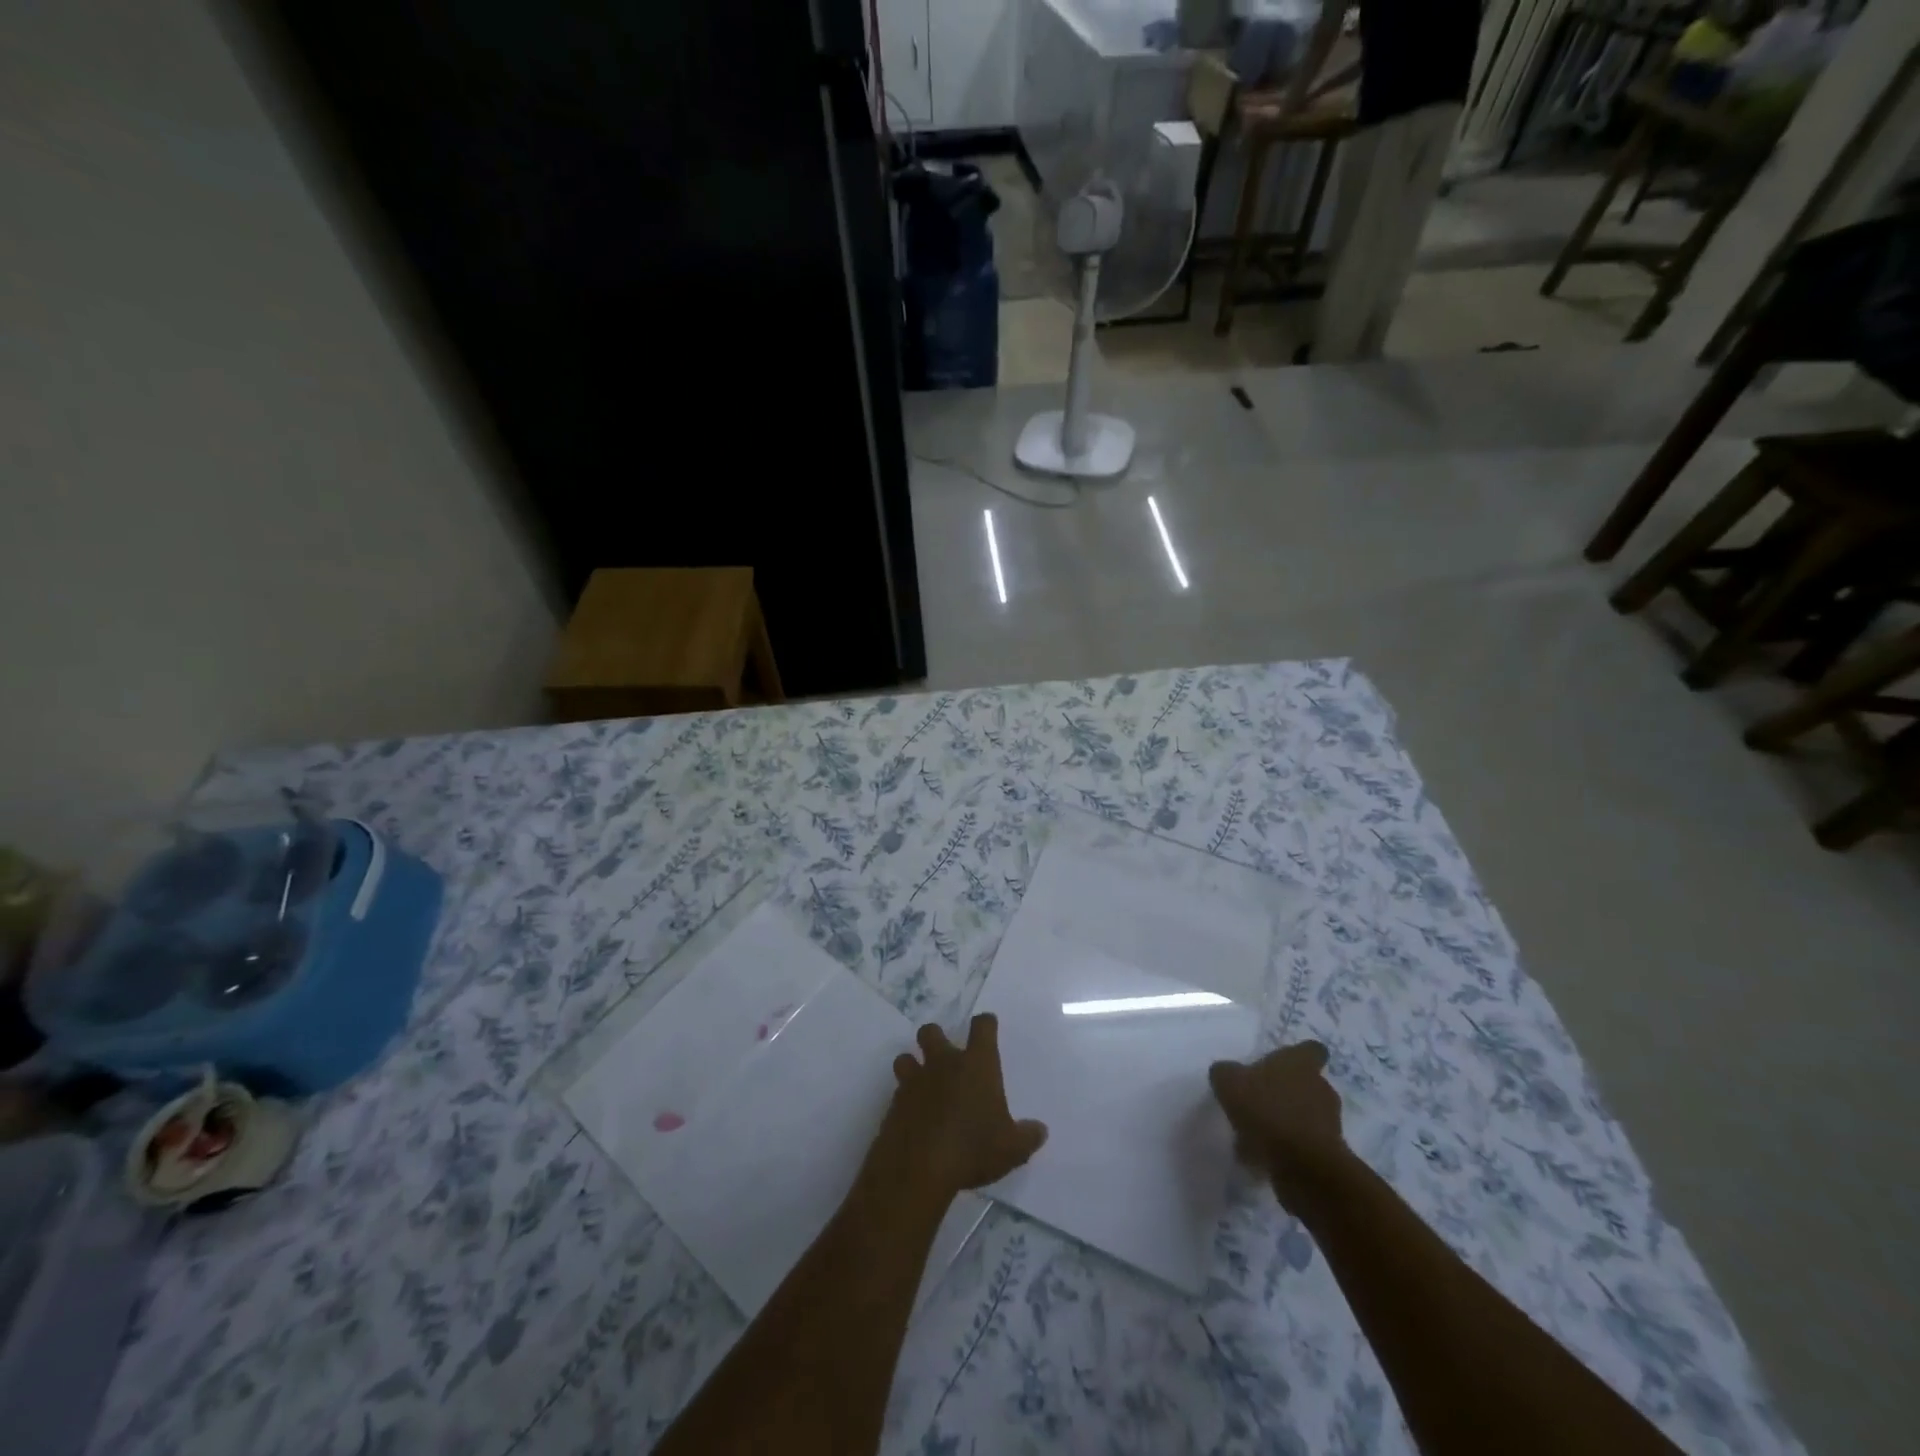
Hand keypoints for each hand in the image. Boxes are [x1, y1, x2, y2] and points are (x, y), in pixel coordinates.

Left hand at [865, 1014, 1046, 1201]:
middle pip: (931, 1031)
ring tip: (922, 1085)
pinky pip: (897, 1091)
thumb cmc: (973, 1148)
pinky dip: (904, 1099)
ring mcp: (915, 1081)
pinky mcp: (894, 1103)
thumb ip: (1027, 1136)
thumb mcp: (1011, 1149)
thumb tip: (1040, 1131)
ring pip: (906, 1058)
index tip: (987, 1027)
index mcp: (976, 1064)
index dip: (985, 1023)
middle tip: (944, 1057)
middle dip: (935, 1038)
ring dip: (912, 1066)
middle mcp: (943, 1063)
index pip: (982, 1026)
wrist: (919, 1167)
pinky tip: (913, 1118)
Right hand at [1209, 1040, 1346, 1209]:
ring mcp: (1329, 1122)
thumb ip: (1226, 1072)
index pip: (1311, 1049)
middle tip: (1258, 1100)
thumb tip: (1226, 1072)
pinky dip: (1285, 1149)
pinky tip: (1261, 1157)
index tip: (1280, 1064)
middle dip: (1286, 1091)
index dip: (1298, 1055)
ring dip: (1284, 1121)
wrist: (1303, 1166)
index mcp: (1301, 1063)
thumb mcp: (1229, 1082)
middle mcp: (1320, 1088)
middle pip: (1306, 1083)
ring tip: (1255, 1134)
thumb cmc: (1268, 1111)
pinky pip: (1302, 1144)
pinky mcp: (1328, 1154)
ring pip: (1304, 1115)